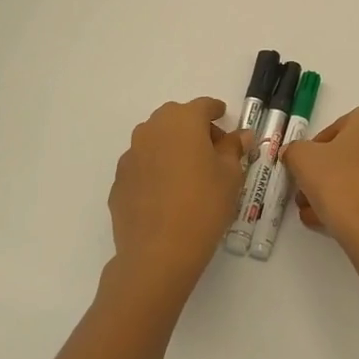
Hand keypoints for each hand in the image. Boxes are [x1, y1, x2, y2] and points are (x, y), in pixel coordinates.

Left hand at [107, 98, 249, 296]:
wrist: (158, 252)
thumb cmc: (203, 205)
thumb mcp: (231, 175)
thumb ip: (233, 148)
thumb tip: (239, 135)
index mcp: (183, 121)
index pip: (203, 106)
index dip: (216, 111)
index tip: (224, 117)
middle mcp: (152, 129)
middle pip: (176, 118)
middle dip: (193, 128)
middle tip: (211, 149)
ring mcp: (131, 155)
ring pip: (155, 140)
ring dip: (171, 147)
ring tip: (188, 172)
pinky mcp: (119, 180)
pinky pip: (143, 165)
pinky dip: (156, 169)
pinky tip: (167, 194)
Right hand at [279, 104, 358, 257]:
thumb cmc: (339, 181)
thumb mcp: (302, 159)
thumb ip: (294, 151)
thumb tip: (295, 154)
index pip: (337, 128)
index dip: (314, 150)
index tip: (303, 169)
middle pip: (351, 154)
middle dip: (325, 174)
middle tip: (305, 193)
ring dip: (336, 191)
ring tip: (313, 214)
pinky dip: (355, 205)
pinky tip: (332, 224)